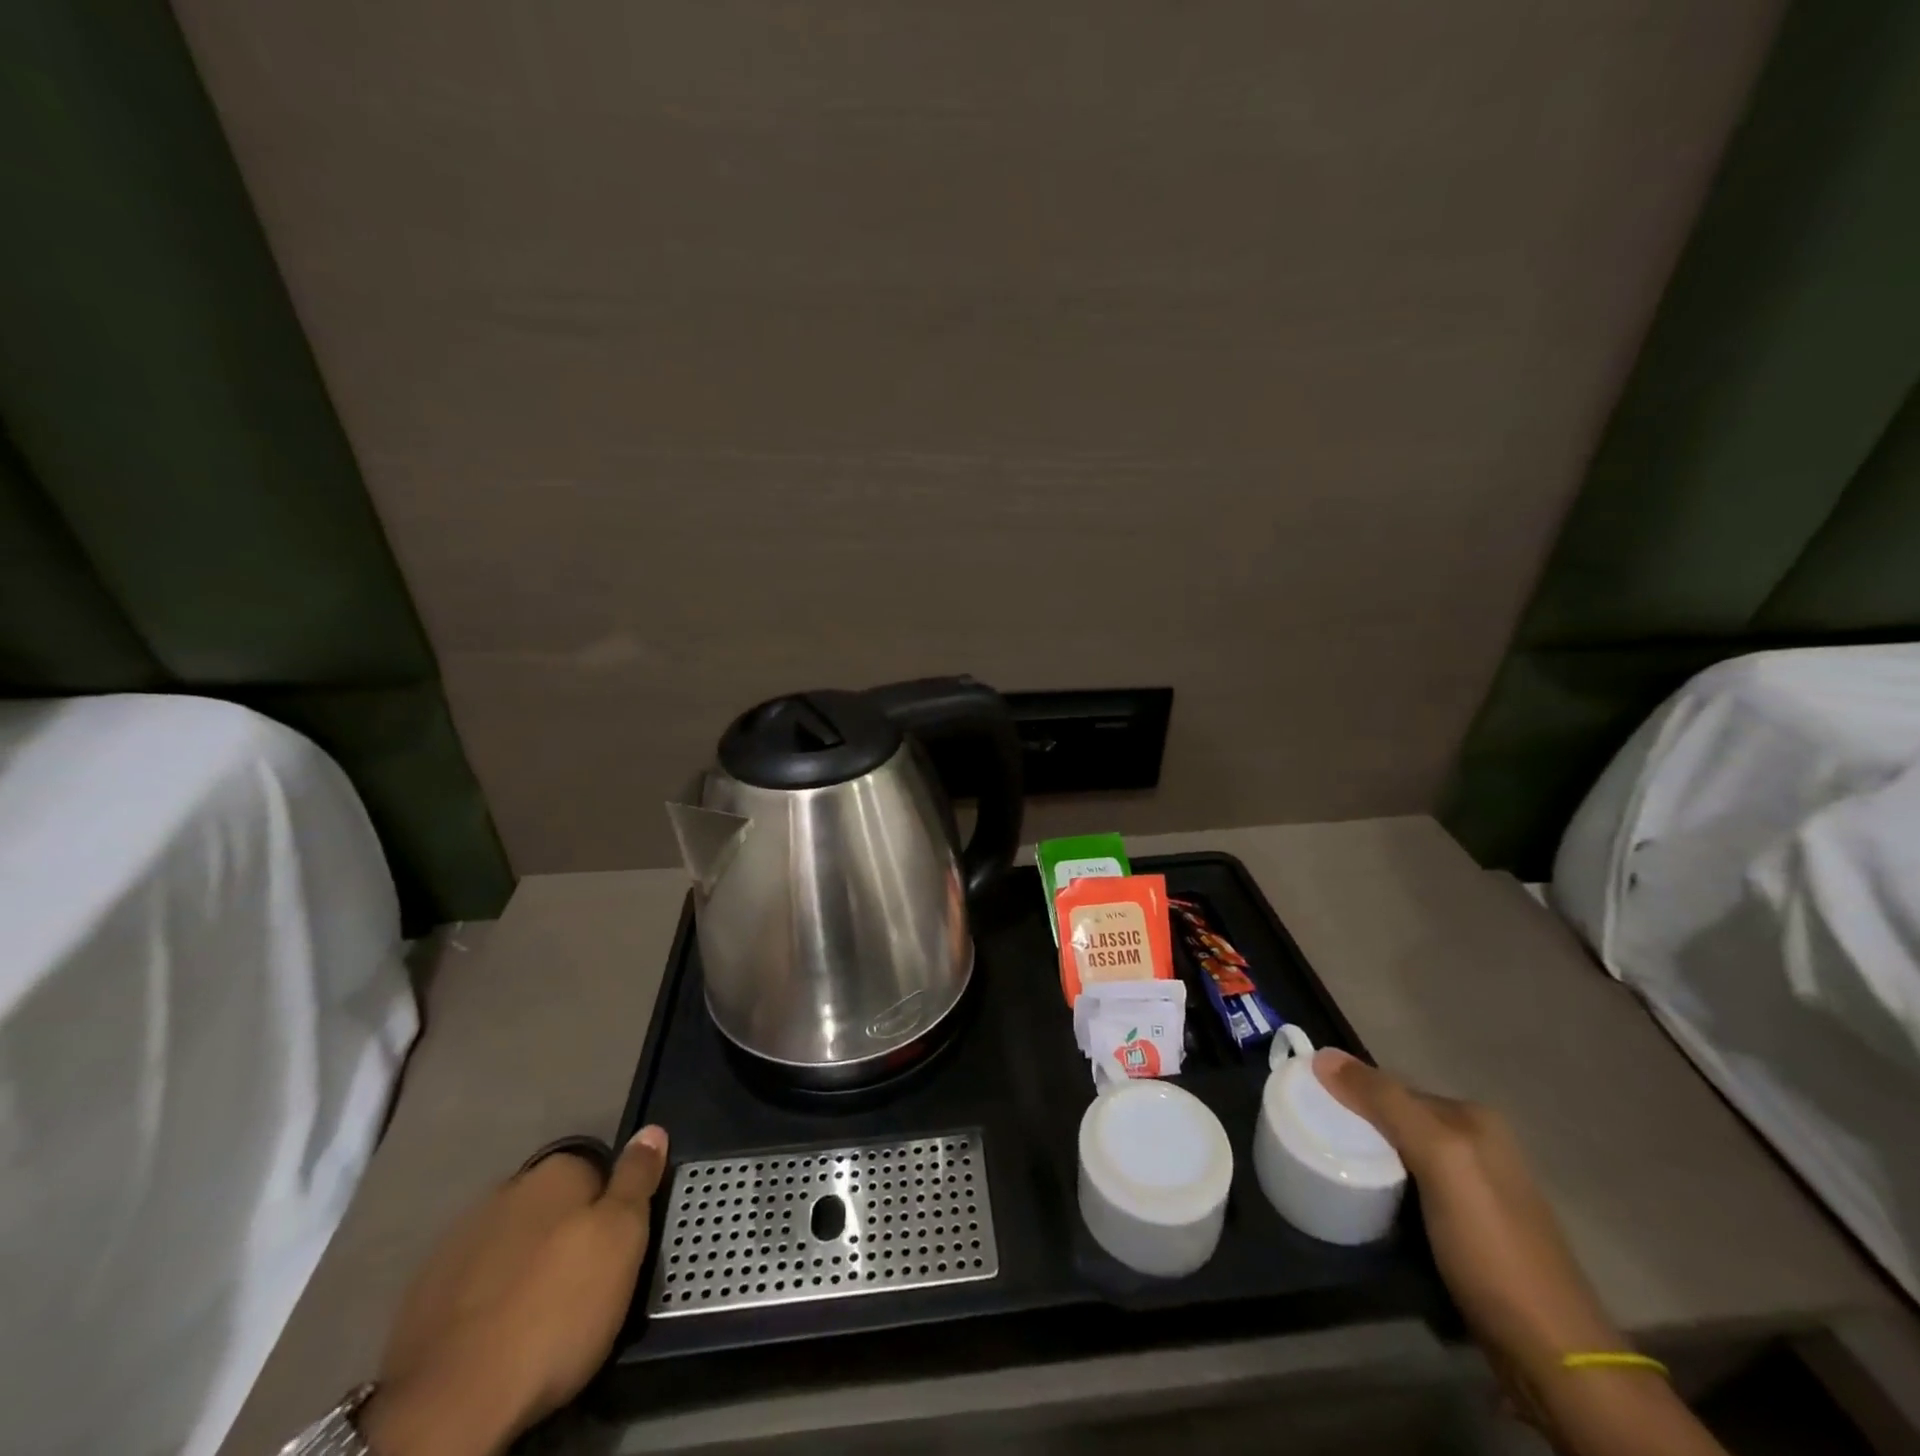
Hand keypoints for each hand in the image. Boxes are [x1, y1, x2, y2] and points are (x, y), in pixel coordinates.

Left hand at [356, 1127, 669, 1455]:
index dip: (613, 1207)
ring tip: (543, 1315)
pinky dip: (491, 1298)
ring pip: (513, 1242)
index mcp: (554, 1171)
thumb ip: (637, 1179)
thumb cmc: (556, 1310)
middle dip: (568, 1233)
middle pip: (553, 1205)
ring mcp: (457, 1243)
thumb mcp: (623, 1238)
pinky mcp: (422, 1297)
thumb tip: (651, 1130)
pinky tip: (500, 1334)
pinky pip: (475, 1282)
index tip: (620, 1247)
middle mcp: (505, 1191)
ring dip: (529, 1264)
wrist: (450, 1405)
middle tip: (589, 1284)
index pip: (598, 1170)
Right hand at [1314, 1051, 1725, 1455]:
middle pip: (1397, 1117)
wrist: (1550, 1352)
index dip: (1348, 1090)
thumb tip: (1322, 1055)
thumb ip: (1384, 1103)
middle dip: (1356, 1122)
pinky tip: (1367, 1199)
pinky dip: (1386, 1185)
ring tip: (1328, 1165)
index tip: (1303, 1102)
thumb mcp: (1437, 1159)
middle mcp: (1479, 1143)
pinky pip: (1412, 1185)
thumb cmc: (1490, 1246)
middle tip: (1310, 1135)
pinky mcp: (1469, 1226)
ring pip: (1403, 1152)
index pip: (1391, 1086)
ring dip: (1368, 1155)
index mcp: (1473, 1118)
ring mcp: (1477, 1187)